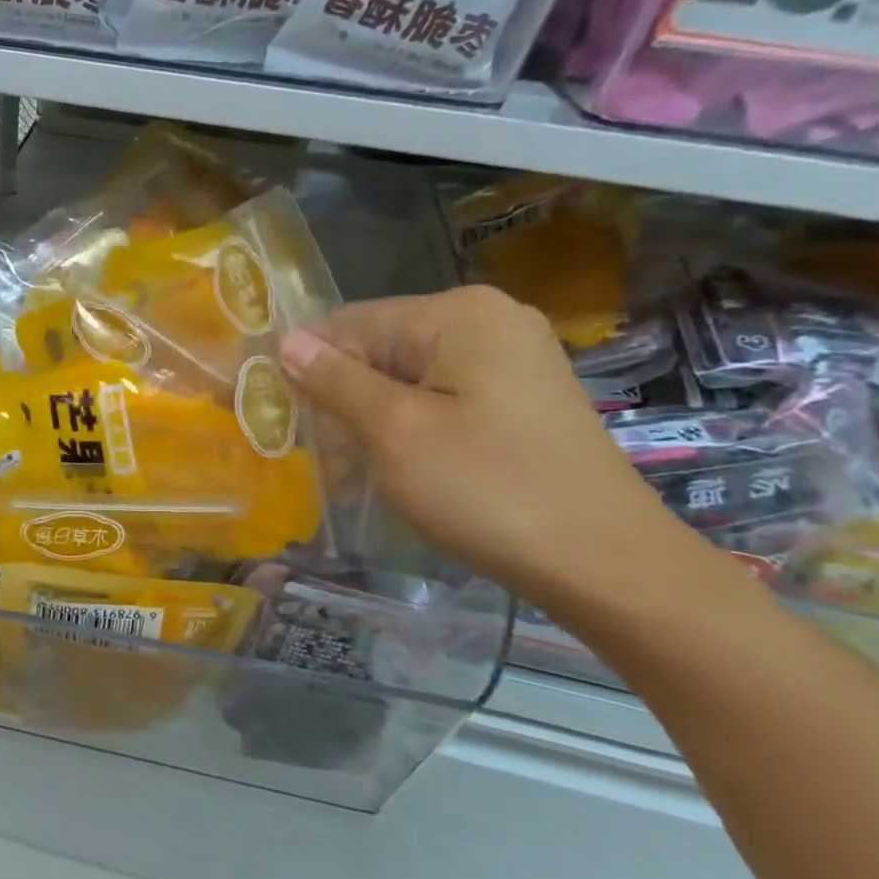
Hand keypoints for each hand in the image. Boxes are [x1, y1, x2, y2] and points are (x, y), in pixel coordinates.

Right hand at [279, 285, 709, 610]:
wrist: (606, 564)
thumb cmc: (488, 489)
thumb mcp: (395, 431)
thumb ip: (335, 381)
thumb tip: (287, 340)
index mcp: (459, 314)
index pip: (352, 322)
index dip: (307, 363)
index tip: (272, 410)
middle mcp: (489, 321)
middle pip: (382, 347)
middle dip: (341, 393)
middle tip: (309, 447)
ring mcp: (512, 360)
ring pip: (408, 376)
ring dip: (370, 415)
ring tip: (343, 464)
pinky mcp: (521, 398)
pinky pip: (441, 397)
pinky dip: (408, 426)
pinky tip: (391, 465)